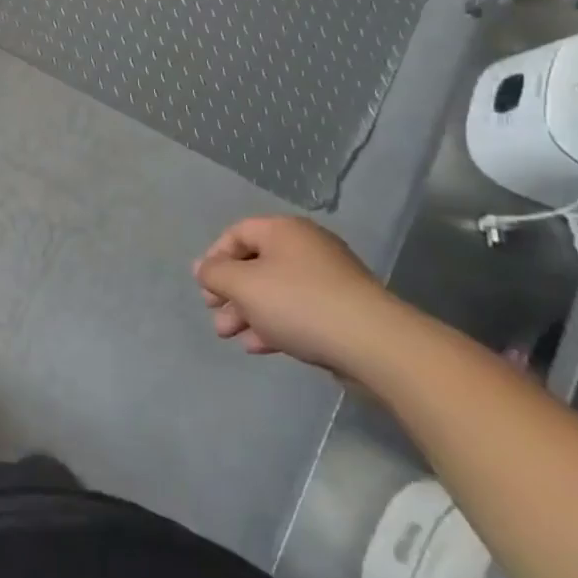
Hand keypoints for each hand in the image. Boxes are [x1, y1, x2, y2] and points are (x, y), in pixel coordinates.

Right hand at [194, 216, 403, 374]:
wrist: (374, 344)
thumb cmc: (299, 303)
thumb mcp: (243, 285)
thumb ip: (216, 274)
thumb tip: (203, 268)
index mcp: (283, 230)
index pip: (237, 233)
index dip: (215, 258)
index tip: (204, 288)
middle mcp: (306, 247)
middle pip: (256, 265)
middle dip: (230, 293)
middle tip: (216, 317)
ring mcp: (328, 279)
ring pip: (275, 291)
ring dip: (248, 313)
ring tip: (232, 338)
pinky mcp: (342, 309)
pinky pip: (298, 310)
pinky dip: (275, 324)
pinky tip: (260, 347)